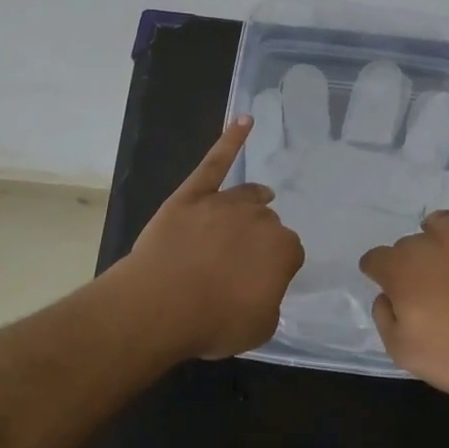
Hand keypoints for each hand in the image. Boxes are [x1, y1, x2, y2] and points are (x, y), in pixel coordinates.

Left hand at [118, 116, 304, 360]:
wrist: (159, 305)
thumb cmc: (212, 322)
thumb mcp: (259, 327)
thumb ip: (270, 300)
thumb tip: (262, 287)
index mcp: (283, 249)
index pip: (289, 253)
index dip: (275, 268)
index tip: (261, 283)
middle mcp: (260, 218)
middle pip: (268, 222)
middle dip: (259, 239)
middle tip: (241, 263)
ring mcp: (224, 202)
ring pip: (247, 196)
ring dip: (253, 202)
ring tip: (258, 203)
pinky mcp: (193, 194)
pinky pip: (215, 162)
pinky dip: (231, 140)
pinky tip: (244, 120)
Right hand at [358, 149, 448, 399]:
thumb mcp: (403, 352)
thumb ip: (385, 317)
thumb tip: (387, 295)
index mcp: (403, 268)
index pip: (376, 260)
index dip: (377, 274)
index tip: (385, 289)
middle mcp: (432, 242)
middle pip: (411, 245)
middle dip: (412, 265)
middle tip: (427, 297)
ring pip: (444, 222)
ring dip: (439, 234)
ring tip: (445, 254)